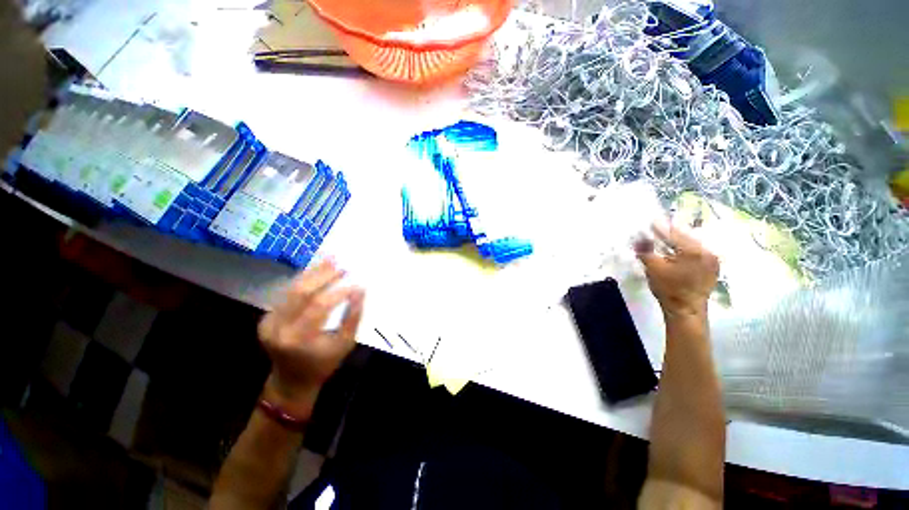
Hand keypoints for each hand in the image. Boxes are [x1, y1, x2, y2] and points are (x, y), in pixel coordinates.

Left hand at [258, 259, 364, 417]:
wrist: (291, 381)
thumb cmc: (323, 364)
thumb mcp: (345, 344)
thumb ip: (353, 316)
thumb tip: (360, 289)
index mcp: (299, 338)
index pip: (320, 306)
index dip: (339, 291)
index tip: (355, 283)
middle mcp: (279, 328)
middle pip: (301, 292)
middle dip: (323, 275)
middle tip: (340, 263)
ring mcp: (269, 323)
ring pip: (291, 290)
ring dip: (312, 273)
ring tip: (330, 261)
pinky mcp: (266, 319)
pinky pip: (287, 295)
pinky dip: (304, 282)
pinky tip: (317, 273)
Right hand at [635, 222, 718, 318]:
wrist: (686, 310)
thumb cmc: (668, 289)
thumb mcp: (653, 268)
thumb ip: (645, 250)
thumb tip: (638, 237)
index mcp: (693, 250)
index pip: (673, 233)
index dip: (660, 228)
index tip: (650, 222)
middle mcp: (707, 251)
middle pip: (685, 237)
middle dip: (670, 234)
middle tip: (657, 230)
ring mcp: (712, 260)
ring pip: (692, 245)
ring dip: (678, 242)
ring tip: (665, 241)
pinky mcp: (712, 267)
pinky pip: (697, 253)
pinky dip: (685, 250)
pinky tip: (676, 253)